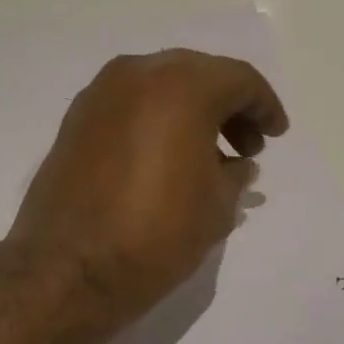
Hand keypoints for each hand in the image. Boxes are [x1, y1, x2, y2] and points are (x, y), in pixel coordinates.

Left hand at [8, 50, 289, 330]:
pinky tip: (166, 158)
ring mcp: (100, 94)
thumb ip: (236, 173)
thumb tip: (237, 164)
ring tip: (208, 157)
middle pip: (198, 75)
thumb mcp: (216, 206)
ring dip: (192, 111)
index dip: (265, 106)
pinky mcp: (76, 119)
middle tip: (246, 146)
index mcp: (181, 87)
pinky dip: (157, 120)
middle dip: (228, 106)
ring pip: (161, 86)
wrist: (67, 269)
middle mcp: (137, 75)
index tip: (276, 135)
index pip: (238, 80)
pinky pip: (130, 105)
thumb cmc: (155, 234)